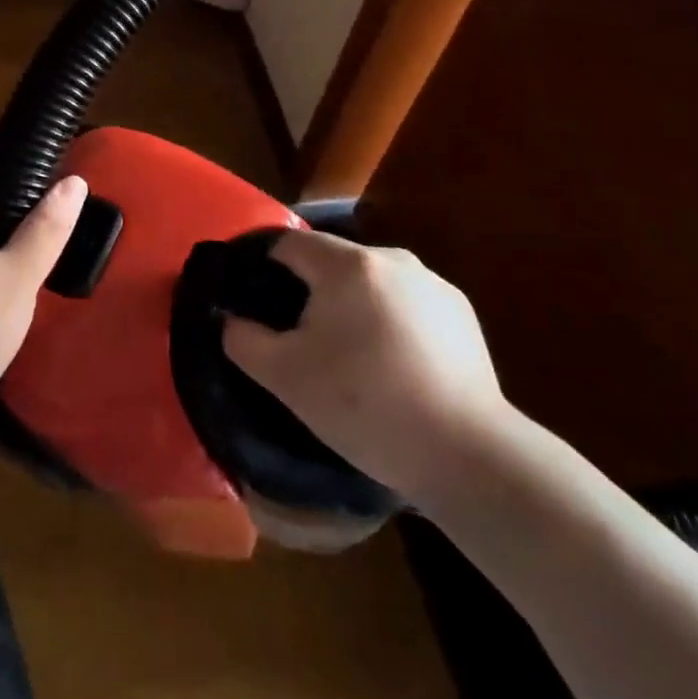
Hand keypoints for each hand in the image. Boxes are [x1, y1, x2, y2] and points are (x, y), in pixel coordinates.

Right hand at [222, 230, 511, 505]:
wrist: (469, 454)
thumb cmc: (366, 405)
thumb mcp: (287, 378)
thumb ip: (244, 340)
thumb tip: (229, 319)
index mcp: (346, 264)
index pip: (288, 244)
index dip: (262, 268)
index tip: (253, 302)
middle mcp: (391, 259)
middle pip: (331, 263)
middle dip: (309, 293)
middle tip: (299, 340)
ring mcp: (432, 285)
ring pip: (370, 284)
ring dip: (351, 308)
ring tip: (349, 359)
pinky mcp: (461, 314)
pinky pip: (406, 305)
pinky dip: (389, 323)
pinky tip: (393, 368)